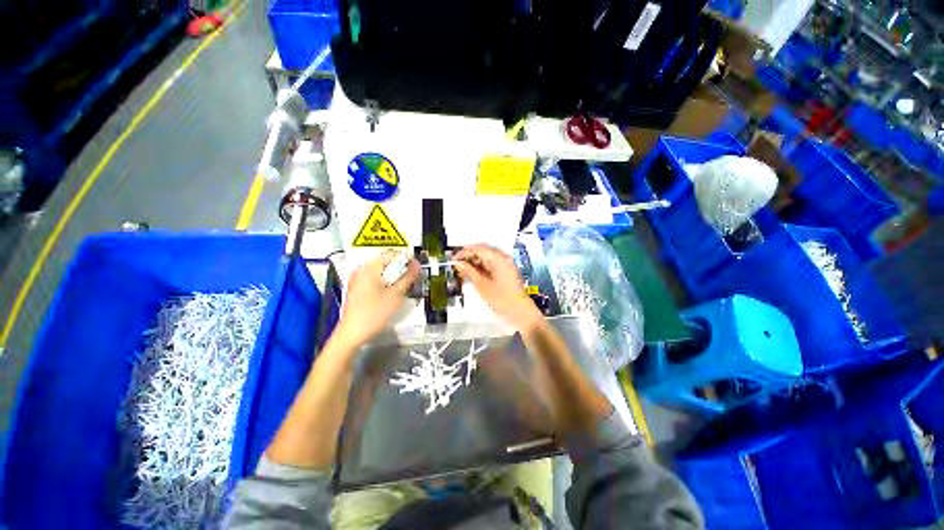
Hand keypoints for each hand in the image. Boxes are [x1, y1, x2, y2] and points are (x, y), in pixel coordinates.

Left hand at [334, 251, 419, 348]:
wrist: (352, 335)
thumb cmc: (374, 313)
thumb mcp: (396, 295)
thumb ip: (408, 277)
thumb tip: (417, 264)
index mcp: (369, 267)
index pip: (392, 254)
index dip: (407, 259)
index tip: (418, 269)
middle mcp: (361, 269)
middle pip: (387, 262)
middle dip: (402, 269)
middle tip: (413, 280)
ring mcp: (358, 279)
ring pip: (382, 272)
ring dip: (395, 277)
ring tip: (405, 288)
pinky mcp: (358, 289)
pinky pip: (376, 280)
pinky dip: (387, 283)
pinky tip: (393, 294)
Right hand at [455, 244, 542, 331]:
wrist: (520, 313)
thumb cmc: (501, 299)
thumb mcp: (482, 285)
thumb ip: (469, 272)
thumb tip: (457, 263)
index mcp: (499, 258)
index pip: (478, 249)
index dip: (464, 253)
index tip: (452, 260)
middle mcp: (503, 258)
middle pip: (483, 251)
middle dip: (468, 257)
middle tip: (456, 266)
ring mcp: (506, 264)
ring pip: (486, 258)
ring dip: (474, 263)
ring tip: (462, 272)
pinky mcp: (506, 271)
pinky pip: (491, 265)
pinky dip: (481, 268)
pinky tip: (472, 275)